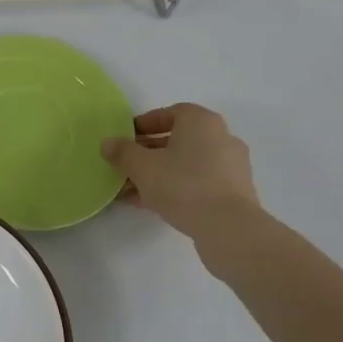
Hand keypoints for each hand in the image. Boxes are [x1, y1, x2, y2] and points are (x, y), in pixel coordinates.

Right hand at [101, 104, 263, 242]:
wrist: (228, 229)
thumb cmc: (183, 185)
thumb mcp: (142, 166)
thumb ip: (122, 152)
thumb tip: (108, 143)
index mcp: (202, 122)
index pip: (170, 113)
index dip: (144, 124)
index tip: (125, 139)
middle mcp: (221, 138)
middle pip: (177, 140)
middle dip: (148, 153)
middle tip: (126, 166)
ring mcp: (231, 167)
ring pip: (186, 164)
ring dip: (160, 173)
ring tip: (133, 190)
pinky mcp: (234, 193)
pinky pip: (198, 183)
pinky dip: (176, 188)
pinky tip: (153, 204)